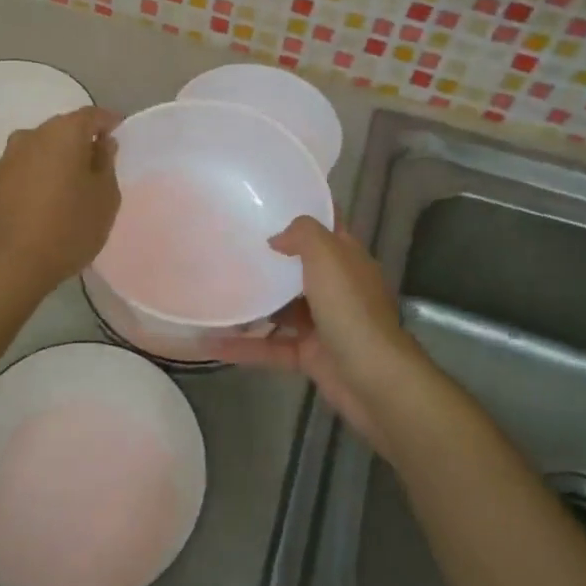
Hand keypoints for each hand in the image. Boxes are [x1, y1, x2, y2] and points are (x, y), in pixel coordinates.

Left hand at [0, 106, 121, 293]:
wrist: (7, 265)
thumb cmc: (67, 227)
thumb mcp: (104, 198)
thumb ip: (106, 164)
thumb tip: (102, 144)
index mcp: (63, 132)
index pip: (92, 115)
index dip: (109, 123)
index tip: (120, 134)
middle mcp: (32, 135)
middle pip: (64, 129)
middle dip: (82, 141)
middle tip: (100, 164)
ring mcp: (8, 158)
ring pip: (42, 148)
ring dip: (59, 159)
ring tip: (74, 184)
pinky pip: (26, 168)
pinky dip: (41, 175)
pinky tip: (49, 199)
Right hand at [208, 215, 431, 451]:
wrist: (374, 380)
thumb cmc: (351, 310)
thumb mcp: (328, 257)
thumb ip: (303, 234)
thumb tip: (277, 238)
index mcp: (348, 260)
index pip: (327, 228)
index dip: (303, 213)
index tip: (267, 204)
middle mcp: (337, 289)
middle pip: (299, 268)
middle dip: (270, 259)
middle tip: (230, 245)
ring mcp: (323, 324)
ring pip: (282, 309)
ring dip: (252, 304)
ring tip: (215, 291)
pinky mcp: (309, 356)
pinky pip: (270, 347)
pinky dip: (244, 346)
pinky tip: (212, 343)